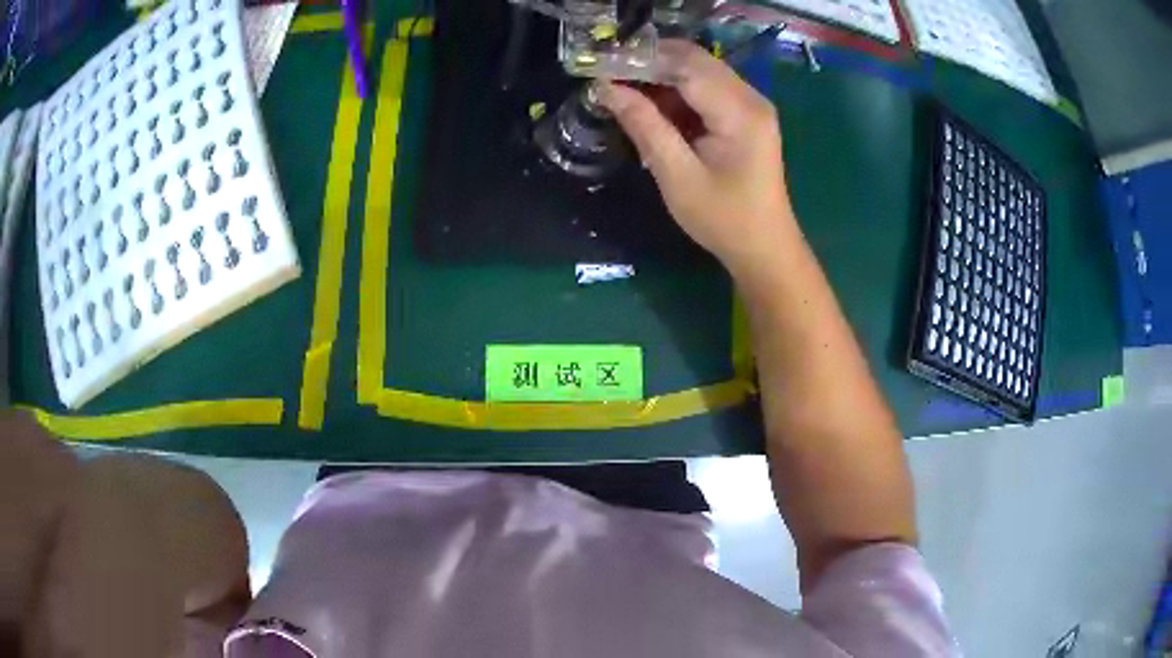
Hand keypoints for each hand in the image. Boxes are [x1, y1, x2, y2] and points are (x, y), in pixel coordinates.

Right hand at [597, 40, 795, 278]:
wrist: (765, 249)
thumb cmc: (724, 219)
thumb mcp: (678, 176)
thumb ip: (645, 126)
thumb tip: (607, 88)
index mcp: (740, 111)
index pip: (685, 65)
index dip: (642, 59)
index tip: (601, 66)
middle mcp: (751, 98)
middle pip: (695, 59)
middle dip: (650, 62)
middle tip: (609, 75)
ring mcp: (752, 105)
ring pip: (700, 70)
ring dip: (662, 75)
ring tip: (625, 91)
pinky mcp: (747, 116)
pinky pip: (708, 88)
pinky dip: (678, 91)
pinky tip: (654, 107)